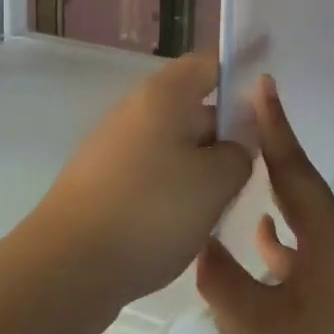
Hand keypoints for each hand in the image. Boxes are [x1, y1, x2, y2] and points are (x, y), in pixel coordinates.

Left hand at [28, 53, 252, 322]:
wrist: (65, 269)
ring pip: (174, 147)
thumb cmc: (150, 212)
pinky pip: (152, 175)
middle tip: (256, 169)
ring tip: (224, 205)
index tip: (268, 104)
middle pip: (193, 108)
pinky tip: (187, 226)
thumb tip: (234, 146)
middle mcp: (135, 111)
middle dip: (226, 135)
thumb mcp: (216, 182)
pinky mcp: (102, 184)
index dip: (240, 76)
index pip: (208, 64)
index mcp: (163, 95)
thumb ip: (239, 153)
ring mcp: (114, 148)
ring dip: (201, 170)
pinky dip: (174, 192)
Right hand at [196, 76, 333, 333]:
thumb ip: (224, 281)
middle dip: (259, 228)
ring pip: (308, 253)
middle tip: (221, 218)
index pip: (294, 169)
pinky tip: (265, 315)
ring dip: (272, 274)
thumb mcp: (260, 332)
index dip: (274, 126)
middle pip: (298, 216)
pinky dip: (295, 287)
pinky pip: (327, 274)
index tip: (263, 84)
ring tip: (234, 319)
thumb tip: (204, 245)